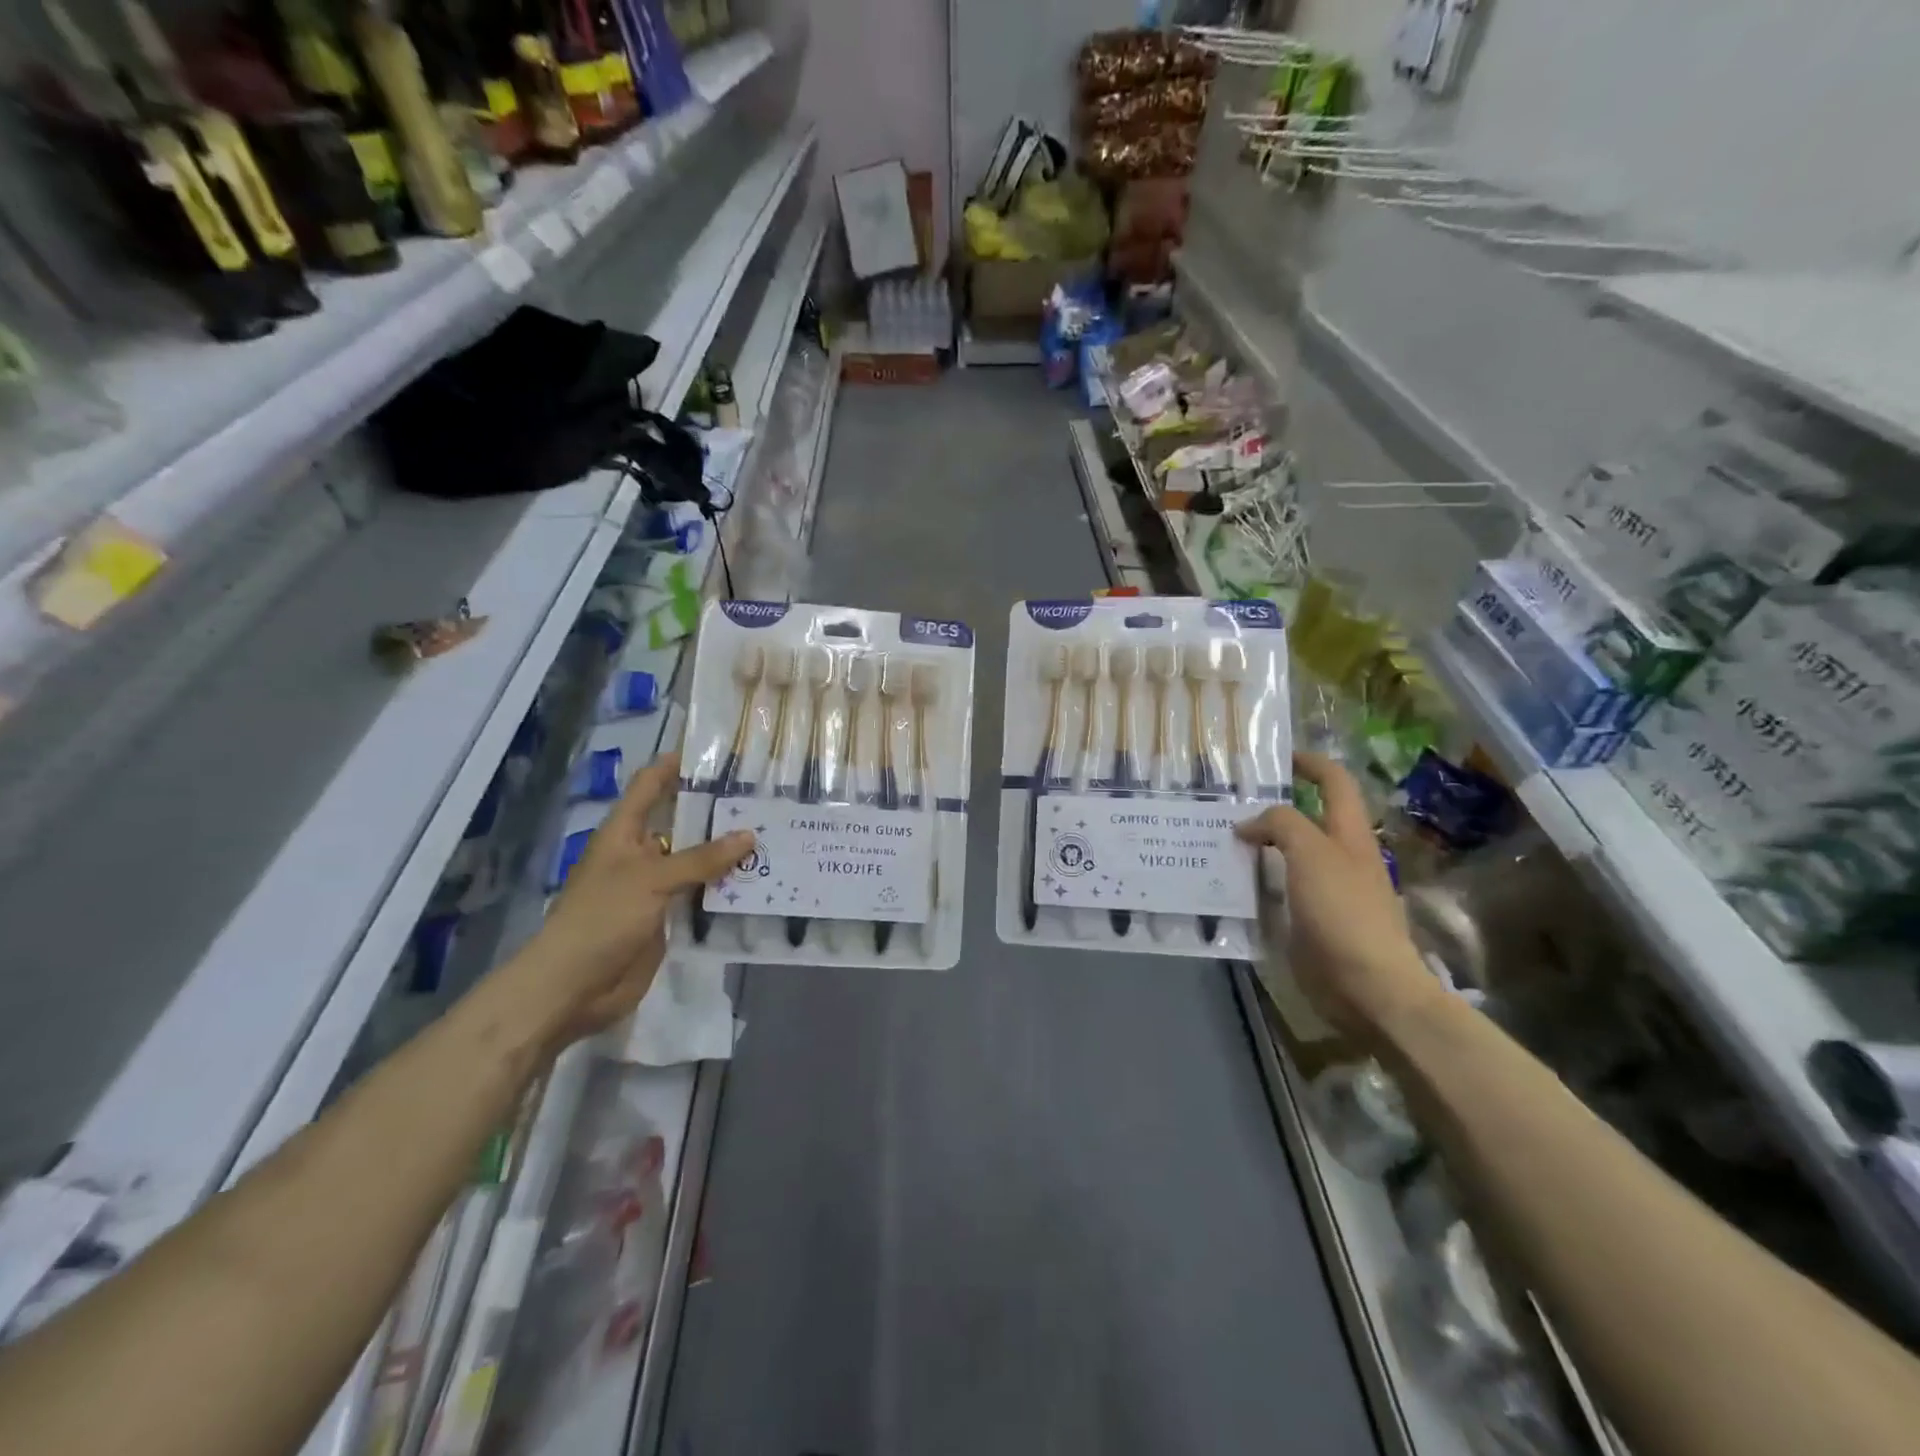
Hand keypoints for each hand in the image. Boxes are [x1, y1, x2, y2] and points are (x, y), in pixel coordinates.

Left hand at [512, 752, 752, 1047]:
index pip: (651, 785)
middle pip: (680, 822)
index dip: (676, 765)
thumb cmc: (603, 918)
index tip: (716, 751)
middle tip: (762, 797)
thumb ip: (702, 858)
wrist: (574, 986)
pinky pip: (699, 895)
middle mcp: (640, 854)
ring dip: (725, 852)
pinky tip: (758, 880)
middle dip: (715, 811)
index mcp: (624, 833)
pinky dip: (724, 888)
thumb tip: (749, 835)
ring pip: (694, 861)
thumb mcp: (652, 879)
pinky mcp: (665, 918)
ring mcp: (653, 887)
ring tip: (771, 835)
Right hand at [1236, 751, 1441, 1039]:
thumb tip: (1248, 824)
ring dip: (1256, 846)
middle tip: (1227, 804)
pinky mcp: (1310, 921)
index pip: (1334, 782)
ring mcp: (1325, 891)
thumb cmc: (1344, 911)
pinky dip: (1254, 881)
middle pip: (1306, 818)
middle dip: (1270, 808)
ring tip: (1217, 842)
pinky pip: (1277, 890)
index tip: (1276, 757)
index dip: (1309, 763)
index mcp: (1349, 834)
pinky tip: (1228, 884)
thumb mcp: (1311, 853)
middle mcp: (1339, 857)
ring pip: (1286, 855)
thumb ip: (1281, 825)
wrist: (1368, 986)